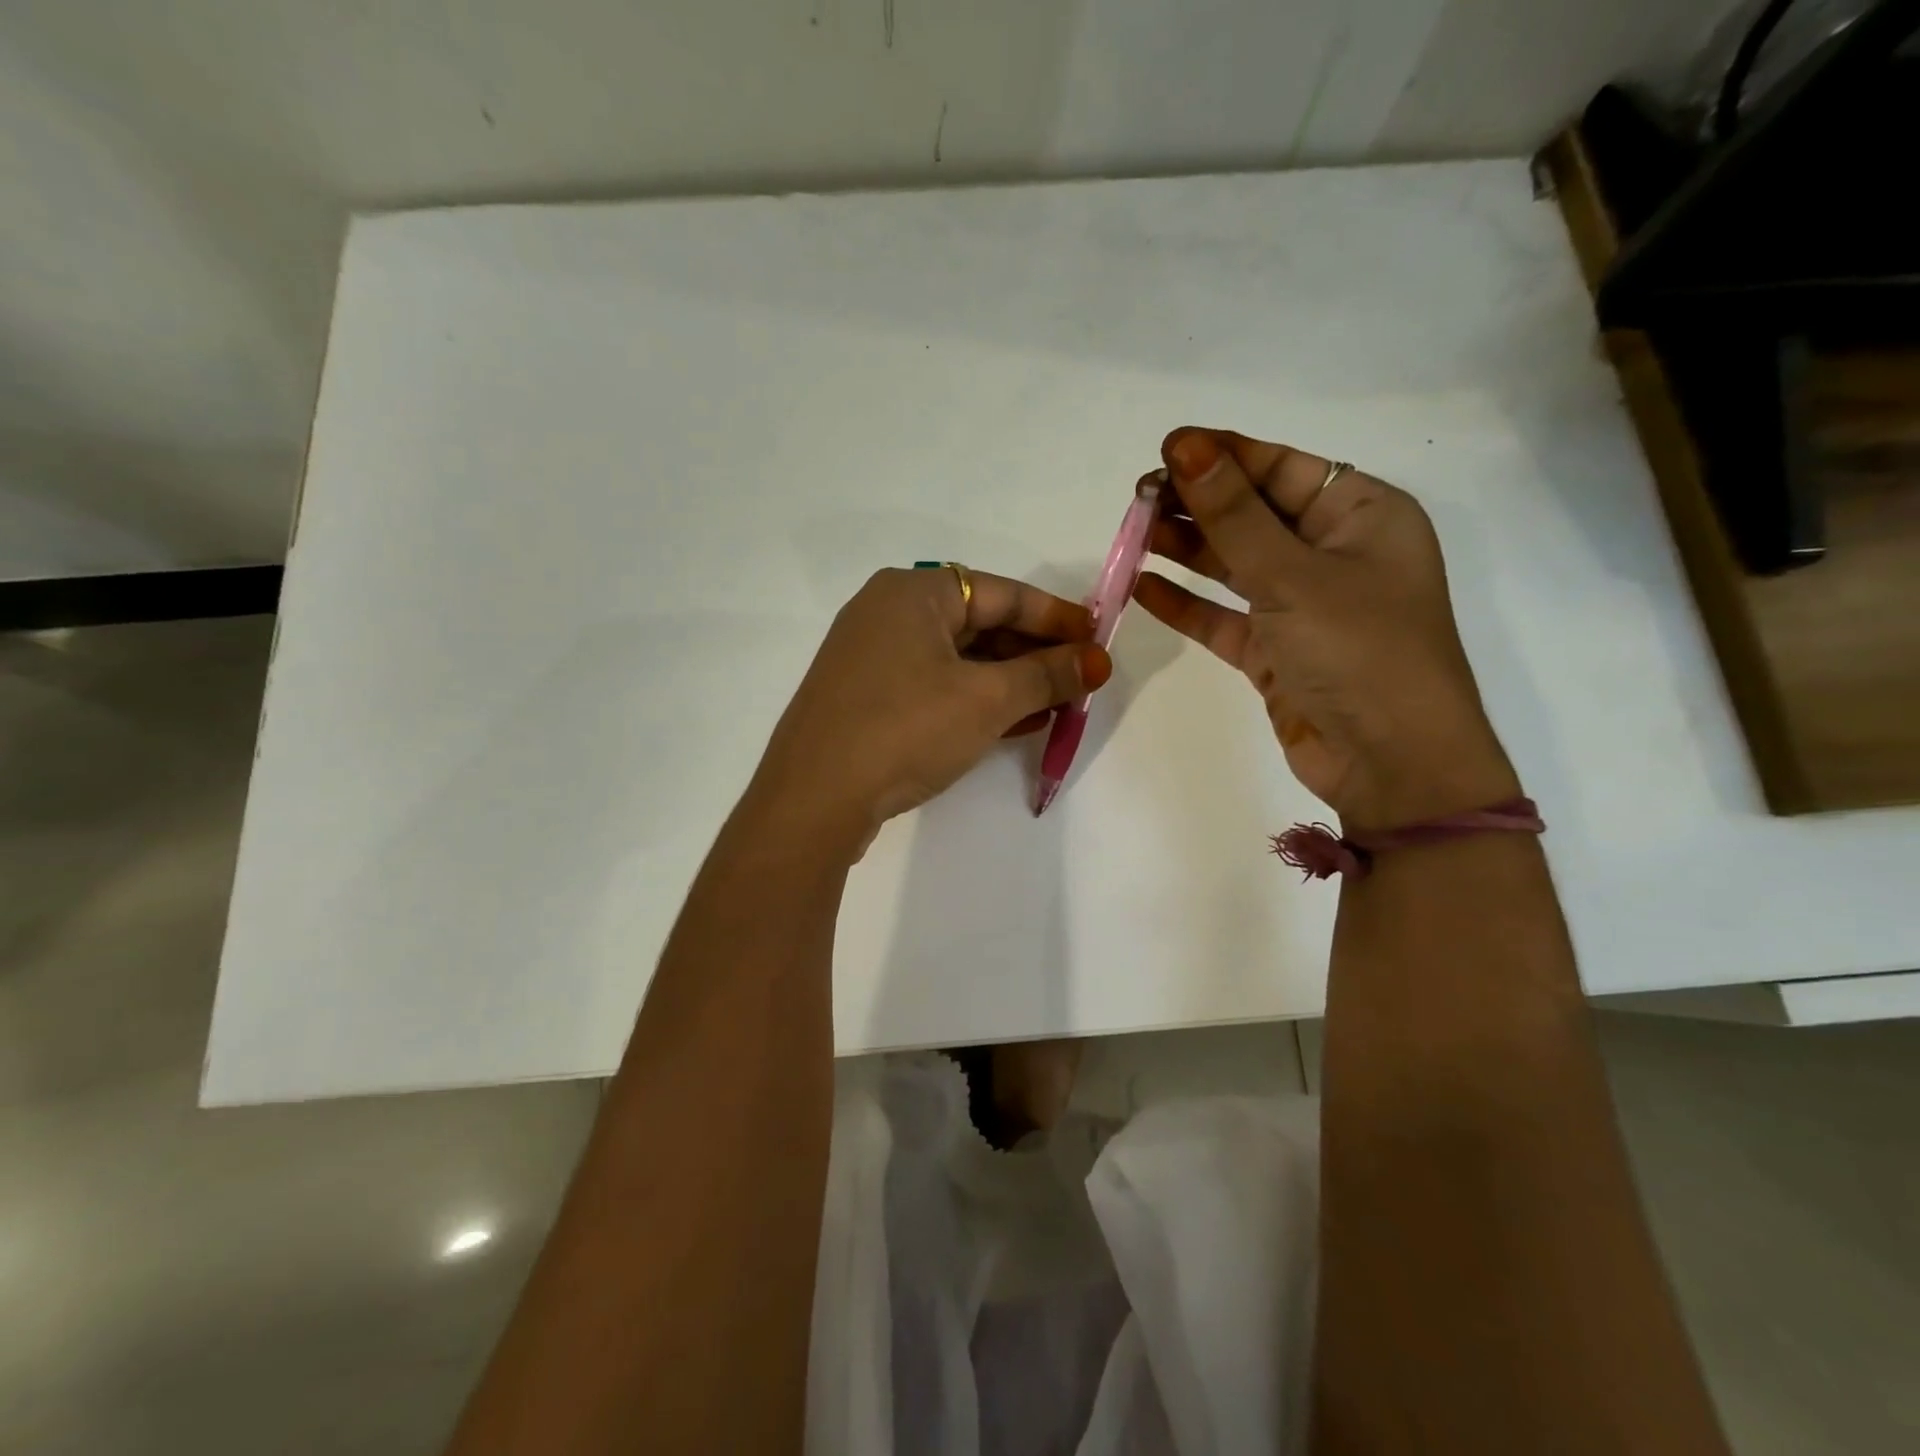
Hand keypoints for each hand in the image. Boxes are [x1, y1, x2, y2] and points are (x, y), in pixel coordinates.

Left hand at [745, 567, 1110, 854]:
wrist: (814, 798)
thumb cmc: (906, 729)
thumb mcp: (986, 699)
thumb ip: (1046, 675)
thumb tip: (1096, 661)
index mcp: (912, 592)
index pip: (1001, 592)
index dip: (1056, 617)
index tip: (1098, 638)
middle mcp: (887, 614)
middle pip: (978, 624)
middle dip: (1033, 654)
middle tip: (1080, 679)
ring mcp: (871, 658)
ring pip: (957, 659)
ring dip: (1008, 681)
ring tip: (1057, 705)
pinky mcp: (866, 699)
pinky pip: (934, 686)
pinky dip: (974, 700)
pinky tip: (1013, 723)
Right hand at [1135, 428, 1516, 829]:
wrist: (1392, 765)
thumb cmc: (1360, 652)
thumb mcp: (1294, 576)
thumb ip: (1233, 516)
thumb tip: (1186, 449)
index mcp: (1362, 516)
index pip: (1283, 469)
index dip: (1224, 456)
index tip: (1166, 451)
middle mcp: (1334, 554)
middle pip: (1255, 514)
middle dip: (1199, 503)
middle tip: (1139, 497)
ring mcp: (1303, 606)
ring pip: (1235, 565)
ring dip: (1186, 549)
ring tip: (1133, 532)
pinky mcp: (1275, 652)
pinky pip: (1224, 617)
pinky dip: (1186, 604)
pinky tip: (1143, 587)